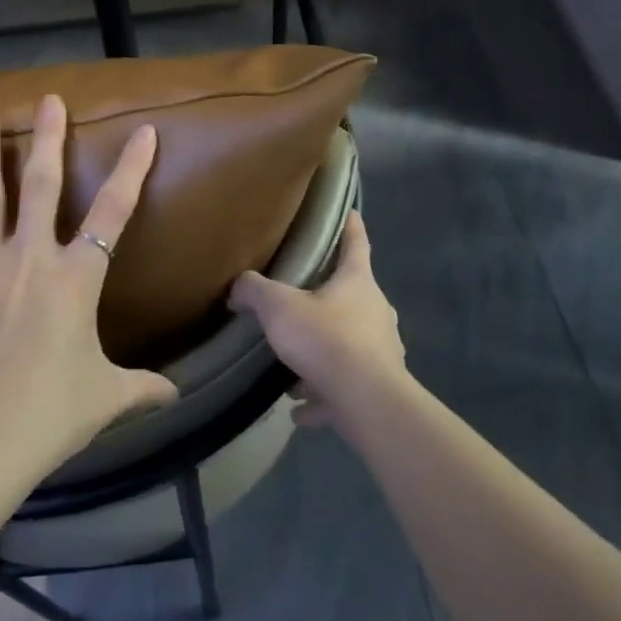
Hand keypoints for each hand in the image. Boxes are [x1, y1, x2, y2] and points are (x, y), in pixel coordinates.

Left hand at [0, 94, 177, 462]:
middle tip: (48, 100)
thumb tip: (175, 395)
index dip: (133, 169)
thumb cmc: (49, 414)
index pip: (115, 212)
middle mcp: (30, 257)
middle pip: (44, 185)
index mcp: (76, 277)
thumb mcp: (105, 398)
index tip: (143, 131)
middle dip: (49, 139)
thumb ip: (142, 388)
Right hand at [228, 211, 405, 427]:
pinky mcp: (377, 388)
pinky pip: (343, 387)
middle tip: (303, 299)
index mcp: (358, 283)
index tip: (351, 212)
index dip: (352, 227)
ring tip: (293, 365)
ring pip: (348, 344)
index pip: (356, 244)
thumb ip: (255, 291)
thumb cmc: (326, 339)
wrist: (366, 401)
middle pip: (354, 295)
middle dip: (329, 297)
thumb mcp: (279, 308)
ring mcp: (382, 351)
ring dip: (323, 352)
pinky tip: (300, 408)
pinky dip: (323, 395)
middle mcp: (376, 312)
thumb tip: (238, 287)